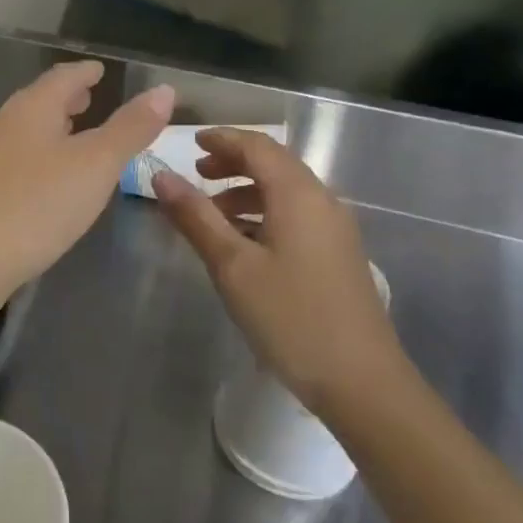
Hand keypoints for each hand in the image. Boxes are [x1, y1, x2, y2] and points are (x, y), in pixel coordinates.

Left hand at [0, 61, 173, 314]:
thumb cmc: (36, 206)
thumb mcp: (95, 165)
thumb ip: (130, 128)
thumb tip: (164, 90)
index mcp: (32, 109)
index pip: (63, 77)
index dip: (85, 72)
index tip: (100, 69)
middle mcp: (3, 125)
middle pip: (39, 102)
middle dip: (67, 99)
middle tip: (89, 96)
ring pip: (24, 132)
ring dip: (50, 128)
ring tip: (72, 134)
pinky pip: (14, 160)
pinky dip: (37, 157)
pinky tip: (44, 179)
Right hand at [152, 128, 405, 423]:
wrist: (361, 382)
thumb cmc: (290, 317)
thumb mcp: (232, 266)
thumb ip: (195, 217)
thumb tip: (161, 176)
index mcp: (298, 195)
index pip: (258, 147)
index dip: (223, 139)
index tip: (191, 143)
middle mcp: (322, 202)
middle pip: (275, 165)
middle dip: (234, 164)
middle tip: (197, 175)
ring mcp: (335, 230)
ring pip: (285, 193)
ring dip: (246, 193)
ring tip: (212, 214)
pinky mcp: (338, 256)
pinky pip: (296, 217)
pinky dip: (264, 215)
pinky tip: (243, 244)